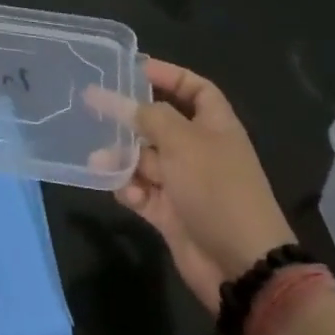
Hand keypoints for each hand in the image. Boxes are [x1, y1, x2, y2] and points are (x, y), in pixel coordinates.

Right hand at [116, 58, 296, 313]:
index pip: (195, 90)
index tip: (134, 68)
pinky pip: (142, 192)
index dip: (169, 75)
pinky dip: (129, 189)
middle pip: (160, 124)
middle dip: (130, 118)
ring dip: (121, 157)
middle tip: (93, 106)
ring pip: (144, 159)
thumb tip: (122, 102)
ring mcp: (184, 183)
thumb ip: (149, 117)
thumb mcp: (183, 143)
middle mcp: (199, 150)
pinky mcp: (170, 213)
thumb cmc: (217, 190)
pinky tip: (122, 191)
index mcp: (215, 127)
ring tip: (98, 159)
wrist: (241, 266)